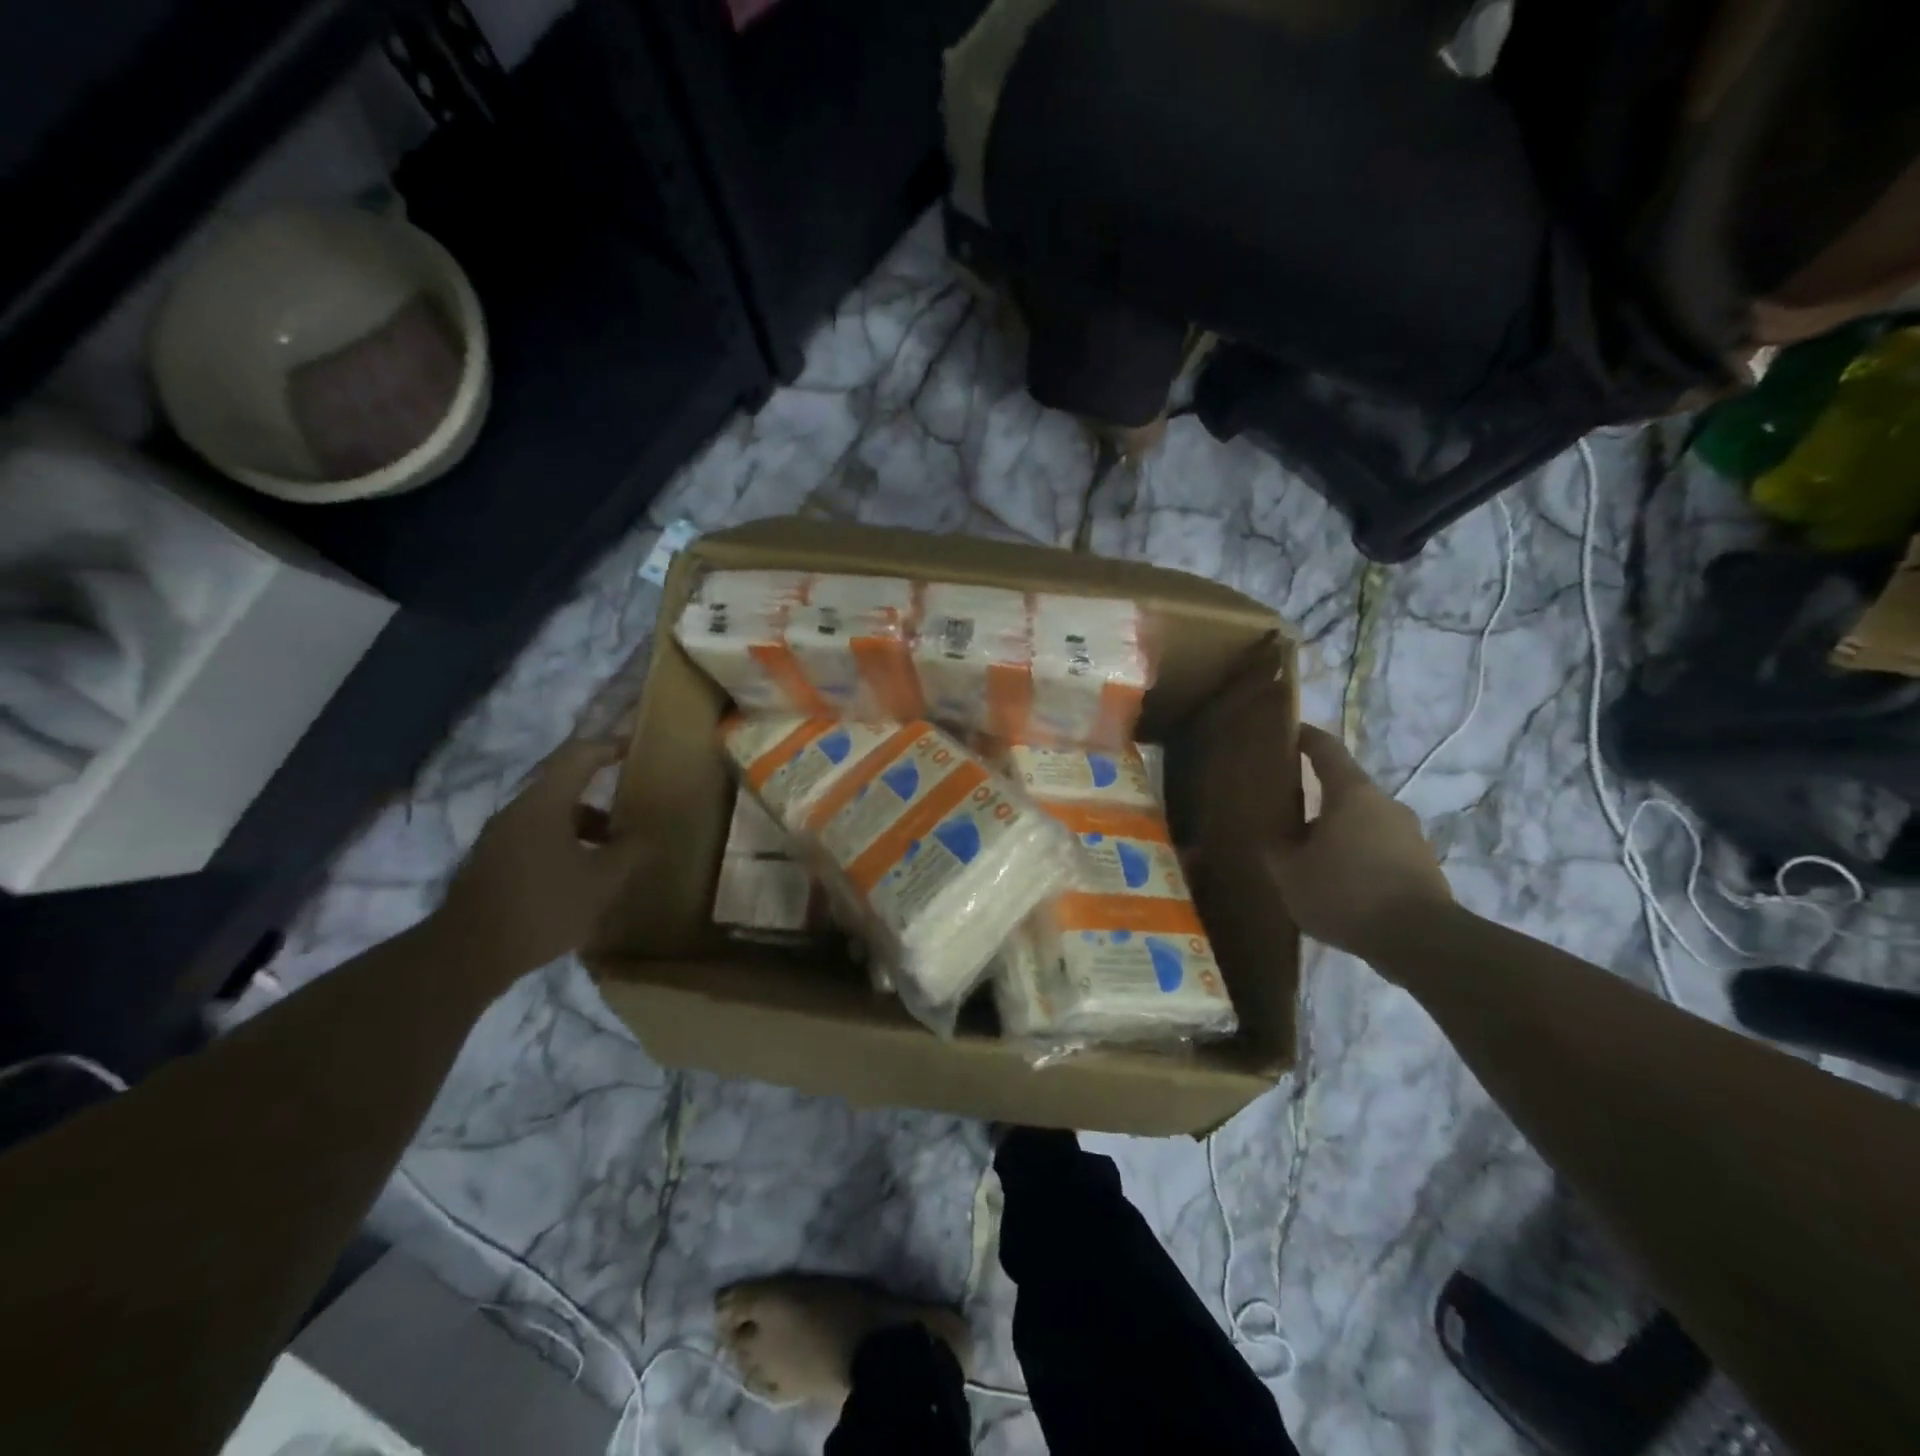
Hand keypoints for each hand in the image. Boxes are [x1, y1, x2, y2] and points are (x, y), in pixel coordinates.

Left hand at [431, 740, 646, 982]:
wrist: (467, 956)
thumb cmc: (542, 907)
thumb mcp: (602, 881)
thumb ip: (631, 851)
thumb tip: (648, 833)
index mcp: (543, 804)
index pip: (580, 756)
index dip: (610, 746)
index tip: (636, 746)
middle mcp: (517, 812)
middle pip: (565, 788)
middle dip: (603, 798)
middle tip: (634, 812)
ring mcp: (500, 838)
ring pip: (552, 817)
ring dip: (586, 828)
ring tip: (613, 855)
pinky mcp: (492, 864)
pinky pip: (537, 840)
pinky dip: (566, 847)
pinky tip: (581, 879)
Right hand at [1267, 725, 1453, 963]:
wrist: (1422, 941)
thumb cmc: (1346, 894)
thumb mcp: (1289, 874)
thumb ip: (1275, 850)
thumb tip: (1272, 837)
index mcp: (1350, 793)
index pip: (1326, 749)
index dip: (1304, 737)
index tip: (1287, 732)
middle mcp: (1384, 803)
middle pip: (1344, 789)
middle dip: (1316, 799)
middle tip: (1286, 816)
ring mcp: (1409, 833)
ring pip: (1363, 821)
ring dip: (1337, 832)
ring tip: (1312, 859)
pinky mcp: (1422, 863)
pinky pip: (1380, 848)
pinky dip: (1358, 856)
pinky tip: (1341, 885)